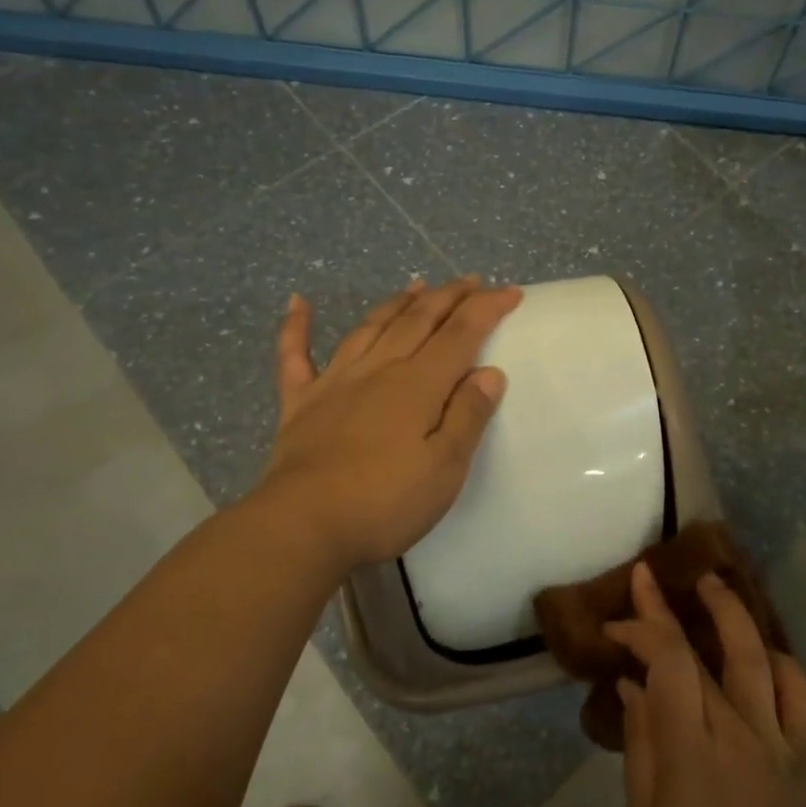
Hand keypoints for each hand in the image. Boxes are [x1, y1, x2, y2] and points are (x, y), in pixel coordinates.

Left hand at [256, 276, 521, 569]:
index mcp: (418, 385)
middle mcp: (378, 370)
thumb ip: (467, 416)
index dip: (487, 308)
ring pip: (370, 327)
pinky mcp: (300, 403)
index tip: (510, 291)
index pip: (460, 334)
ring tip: (416, 284)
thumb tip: (489, 372)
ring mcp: (335, 382)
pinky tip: (299, 303)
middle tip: (471, 280)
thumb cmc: (384, 503)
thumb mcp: (444, 468)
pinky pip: (295, 356)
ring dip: (396, 302)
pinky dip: (296, 327)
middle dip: (448, 296)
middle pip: (418, 320)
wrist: (302, 526)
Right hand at [610, 562, 805, 806]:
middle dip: (672, 606)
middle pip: (705, 650)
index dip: (640, 628)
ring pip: (759, 656)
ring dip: (733, 611)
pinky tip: (762, 650)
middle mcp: (738, 730)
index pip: (666, 661)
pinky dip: (781, 662)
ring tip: (712, 583)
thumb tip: (633, 681)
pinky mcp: (802, 752)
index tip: (615, 622)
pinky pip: (800, 693)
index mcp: (690, 746)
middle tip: (654, 576)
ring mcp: (777, 738)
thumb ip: (640, 736)